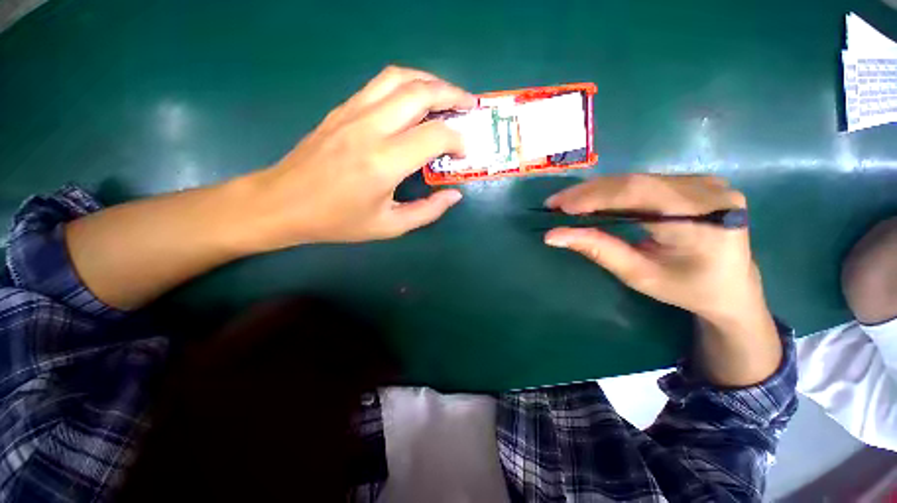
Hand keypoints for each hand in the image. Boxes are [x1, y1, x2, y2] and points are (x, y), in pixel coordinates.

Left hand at [239, 66, 476, 250]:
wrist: (283, 202)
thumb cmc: (337, 221)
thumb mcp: (389, 226)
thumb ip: (427, 211)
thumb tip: (454, 195)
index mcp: (384, 163)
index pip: (434, 136)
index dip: (457, 141)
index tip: (464, 153)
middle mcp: (371, 128)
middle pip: (421, 93)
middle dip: (453, 95)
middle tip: (469, 106)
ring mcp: (353, 112)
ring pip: (400, 78)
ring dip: (430, 81)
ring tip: (447, 95)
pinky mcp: (342, 109)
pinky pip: (380, 84)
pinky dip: (406, 83)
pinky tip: (415, 98)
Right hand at [543, 174, 762, 324]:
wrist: (733, 289)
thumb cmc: (687, 289)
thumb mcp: (638, 274)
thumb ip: (597, 249)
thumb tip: (553, 236)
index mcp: (700, 217)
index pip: (636, 192)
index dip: (592, 196)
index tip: (558, 206)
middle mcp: (707, 189)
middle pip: (634, 181)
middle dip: (589, 192)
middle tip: (555, 203)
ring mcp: (705, 182)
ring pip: (637, 179)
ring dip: (599, 191)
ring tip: (570, 203)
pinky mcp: (697, 183)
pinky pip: (646, 182)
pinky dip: (616, 192)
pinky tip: (596, 202)